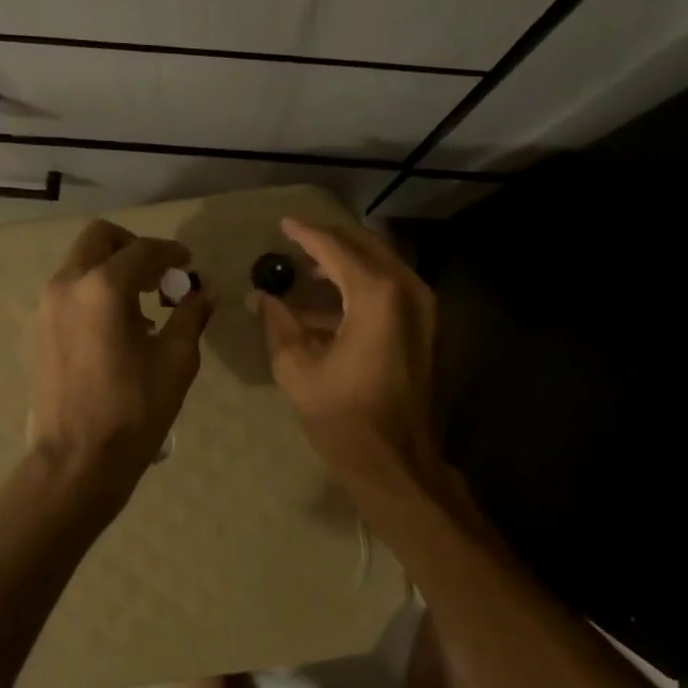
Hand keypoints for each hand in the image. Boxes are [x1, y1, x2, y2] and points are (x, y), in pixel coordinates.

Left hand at [28, 219, 214, 503]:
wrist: (78, 458)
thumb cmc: (135, 410)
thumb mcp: (176, 361)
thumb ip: (190, 316)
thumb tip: (204, 293)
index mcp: (104, 288)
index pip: (143, 251)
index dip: (170, 252)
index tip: (187, 263)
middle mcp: (67, 285)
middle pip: (99, 239)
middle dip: (132, 248)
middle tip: (158, 275)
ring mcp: (45, 308)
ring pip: (79, 265)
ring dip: (110, 271)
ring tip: (140, 308)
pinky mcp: (36, 331)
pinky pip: (67, 293)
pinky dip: (92, 294)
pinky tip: (114, 329)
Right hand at [254, 217, 441, 500]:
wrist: (397, 464)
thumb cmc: (343, 419)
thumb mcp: (298, 370)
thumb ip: (279, 324)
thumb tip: (261, 298)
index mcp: (377, 295)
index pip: (336, 248)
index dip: (306, 234)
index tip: (283, 223)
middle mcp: (408, 291)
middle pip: (365, 248)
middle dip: (330, 242)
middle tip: (297, 242)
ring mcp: (423, 311)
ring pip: (381, 268)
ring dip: (345, 266)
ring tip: (306, 272)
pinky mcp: (426, 330)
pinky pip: (391, 292)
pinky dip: (360, 291)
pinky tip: (327, 308)